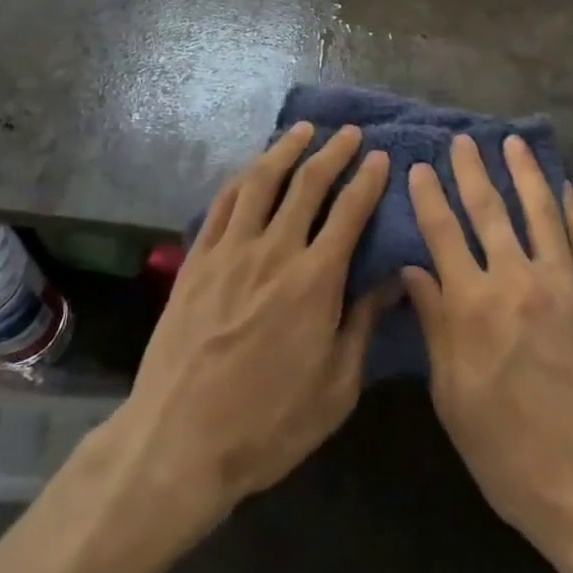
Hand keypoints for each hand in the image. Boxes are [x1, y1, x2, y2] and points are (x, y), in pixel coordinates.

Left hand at [116, 123, 391, 516]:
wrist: (179, 441)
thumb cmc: (268, 424)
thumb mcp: (335, 388)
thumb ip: (364, 324)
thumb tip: (394, 278)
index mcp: (315, 280)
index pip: (349, 212)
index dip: (367, 179)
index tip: (380, 156)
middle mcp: (275, 251)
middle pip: (308, 183)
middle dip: (332, 152)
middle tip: (348, 132)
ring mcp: (231, 250)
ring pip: (262, 181)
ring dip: (286, 150)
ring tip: (302, 130)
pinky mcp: (197, 259)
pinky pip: (223, 203)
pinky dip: (243, 177)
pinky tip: (253, 169)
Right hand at [402, 136, 572, 558]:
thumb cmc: (510, 452)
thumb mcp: (453, 398)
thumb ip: (435, 326)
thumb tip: (413, 270)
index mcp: (473, 306)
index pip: (443, 233)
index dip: (428, 197)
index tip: (418, 167)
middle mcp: (516, 280)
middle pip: (488, 210)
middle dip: (471, 170)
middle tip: (462, 139)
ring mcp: (562, 282)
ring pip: (539, 210)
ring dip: (524, 172)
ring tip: (512, 142)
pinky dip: (571, 207)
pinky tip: (563, 186)